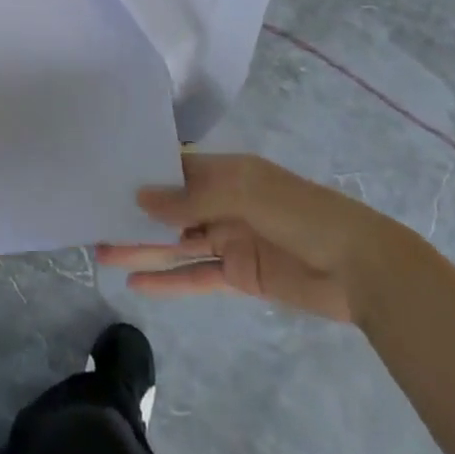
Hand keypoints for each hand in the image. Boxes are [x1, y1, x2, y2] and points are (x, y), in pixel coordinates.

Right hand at [97, 152, 411, 322]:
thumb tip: (143, 199)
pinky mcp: (240, 275)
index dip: (142, 173)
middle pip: (169, 209)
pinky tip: (138, 285)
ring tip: (103, 254)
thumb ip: (193, 196)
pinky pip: (197, 276)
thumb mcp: (245, 191)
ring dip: (143, 250)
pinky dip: (169, 281)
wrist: (362, 269)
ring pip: (176, 244)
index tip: (104, 176)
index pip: (174, 168)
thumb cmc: (302, 213)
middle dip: (134, 216)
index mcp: (225, 172)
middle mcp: (222, 202)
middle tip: (93, 222)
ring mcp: (229, 239)